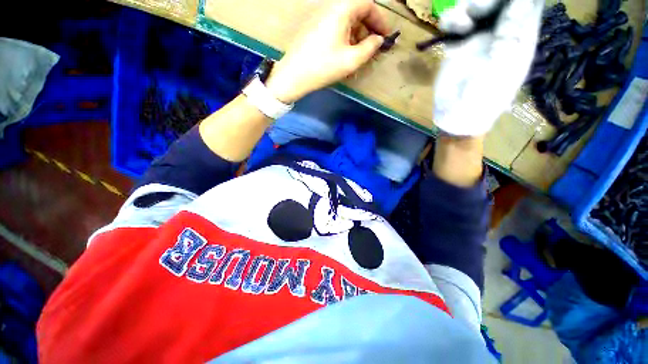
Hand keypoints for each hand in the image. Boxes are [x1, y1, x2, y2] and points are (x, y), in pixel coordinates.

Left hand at [265, 0, 390, 103]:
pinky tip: (345, 55)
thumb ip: (369, 48)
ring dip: (357, 37)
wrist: (293, 76)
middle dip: (368, 29)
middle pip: (357, 12)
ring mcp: (320, 18)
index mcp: (341, 9)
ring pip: (346, 22)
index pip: (368, 4)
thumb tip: (378, 40)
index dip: (380, 20)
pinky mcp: (314, 29)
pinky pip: (335, 29)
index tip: (385, 37)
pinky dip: (345, 39)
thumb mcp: (351, 60)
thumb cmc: (323, 67)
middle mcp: (331, 8)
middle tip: (373, 49)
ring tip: (359, 56)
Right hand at [433, 0, 543, 135]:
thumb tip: (522, 2)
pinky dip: (451, 21)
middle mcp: (501, 33)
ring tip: (461, 25)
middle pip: (501, 1)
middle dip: (488, 0)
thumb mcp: (502, 71)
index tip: (504, 3)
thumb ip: (511, 38)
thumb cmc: (482, 102)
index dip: (518, 0)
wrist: (455, 115)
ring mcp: (478, 37)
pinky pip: (456, 22)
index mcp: (520, 38)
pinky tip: (449, 33)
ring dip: (467, 7)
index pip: (529, 4)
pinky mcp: (458, 44)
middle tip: (476, 10)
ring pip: (477, 6)